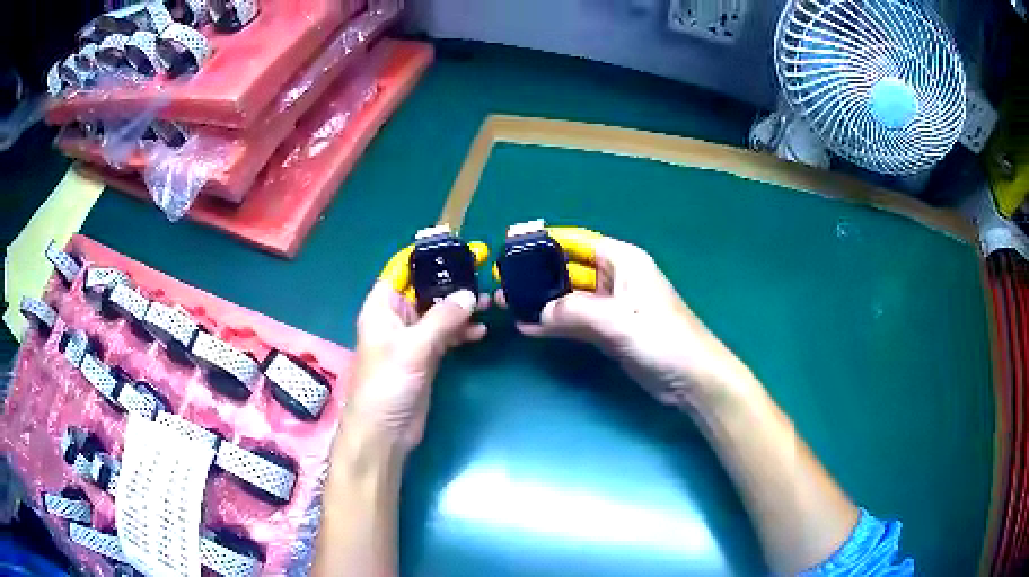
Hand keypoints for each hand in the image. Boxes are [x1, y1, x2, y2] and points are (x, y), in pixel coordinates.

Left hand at [344, 242, 489, 455]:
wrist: (385, 433)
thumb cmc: (387, 385)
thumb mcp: (413, 348)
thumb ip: (442, 319)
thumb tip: (470, 294)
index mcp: (382, 307)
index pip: (402, 269)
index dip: (425, 254)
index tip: (455, 243)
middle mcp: (396, 318)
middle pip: (424, 289)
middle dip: (450, 280)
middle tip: (482, 267)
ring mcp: (412, 339)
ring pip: (438, 312)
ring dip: (460, 307)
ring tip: (487, 302)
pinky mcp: (425, 358)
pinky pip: (445, 335)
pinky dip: (461, 331)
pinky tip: (479, 331)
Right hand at [497, 228, 756, 410]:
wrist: (689, 378)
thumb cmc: (661, 338)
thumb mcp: (618, 321)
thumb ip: (575, 312)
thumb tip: (538, 314)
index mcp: (623, 261)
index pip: (578, 241)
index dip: (546, 240)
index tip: (513, 243)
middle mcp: (615, 279)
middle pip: (569, 269)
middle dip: (538, 274)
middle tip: (503, 280)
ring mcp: (610, 307)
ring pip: (569, 298)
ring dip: (541, 301)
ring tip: (507, 303)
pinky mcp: (608, 331)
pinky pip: (575, 322)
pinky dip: (554, 325)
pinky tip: (527, 328)